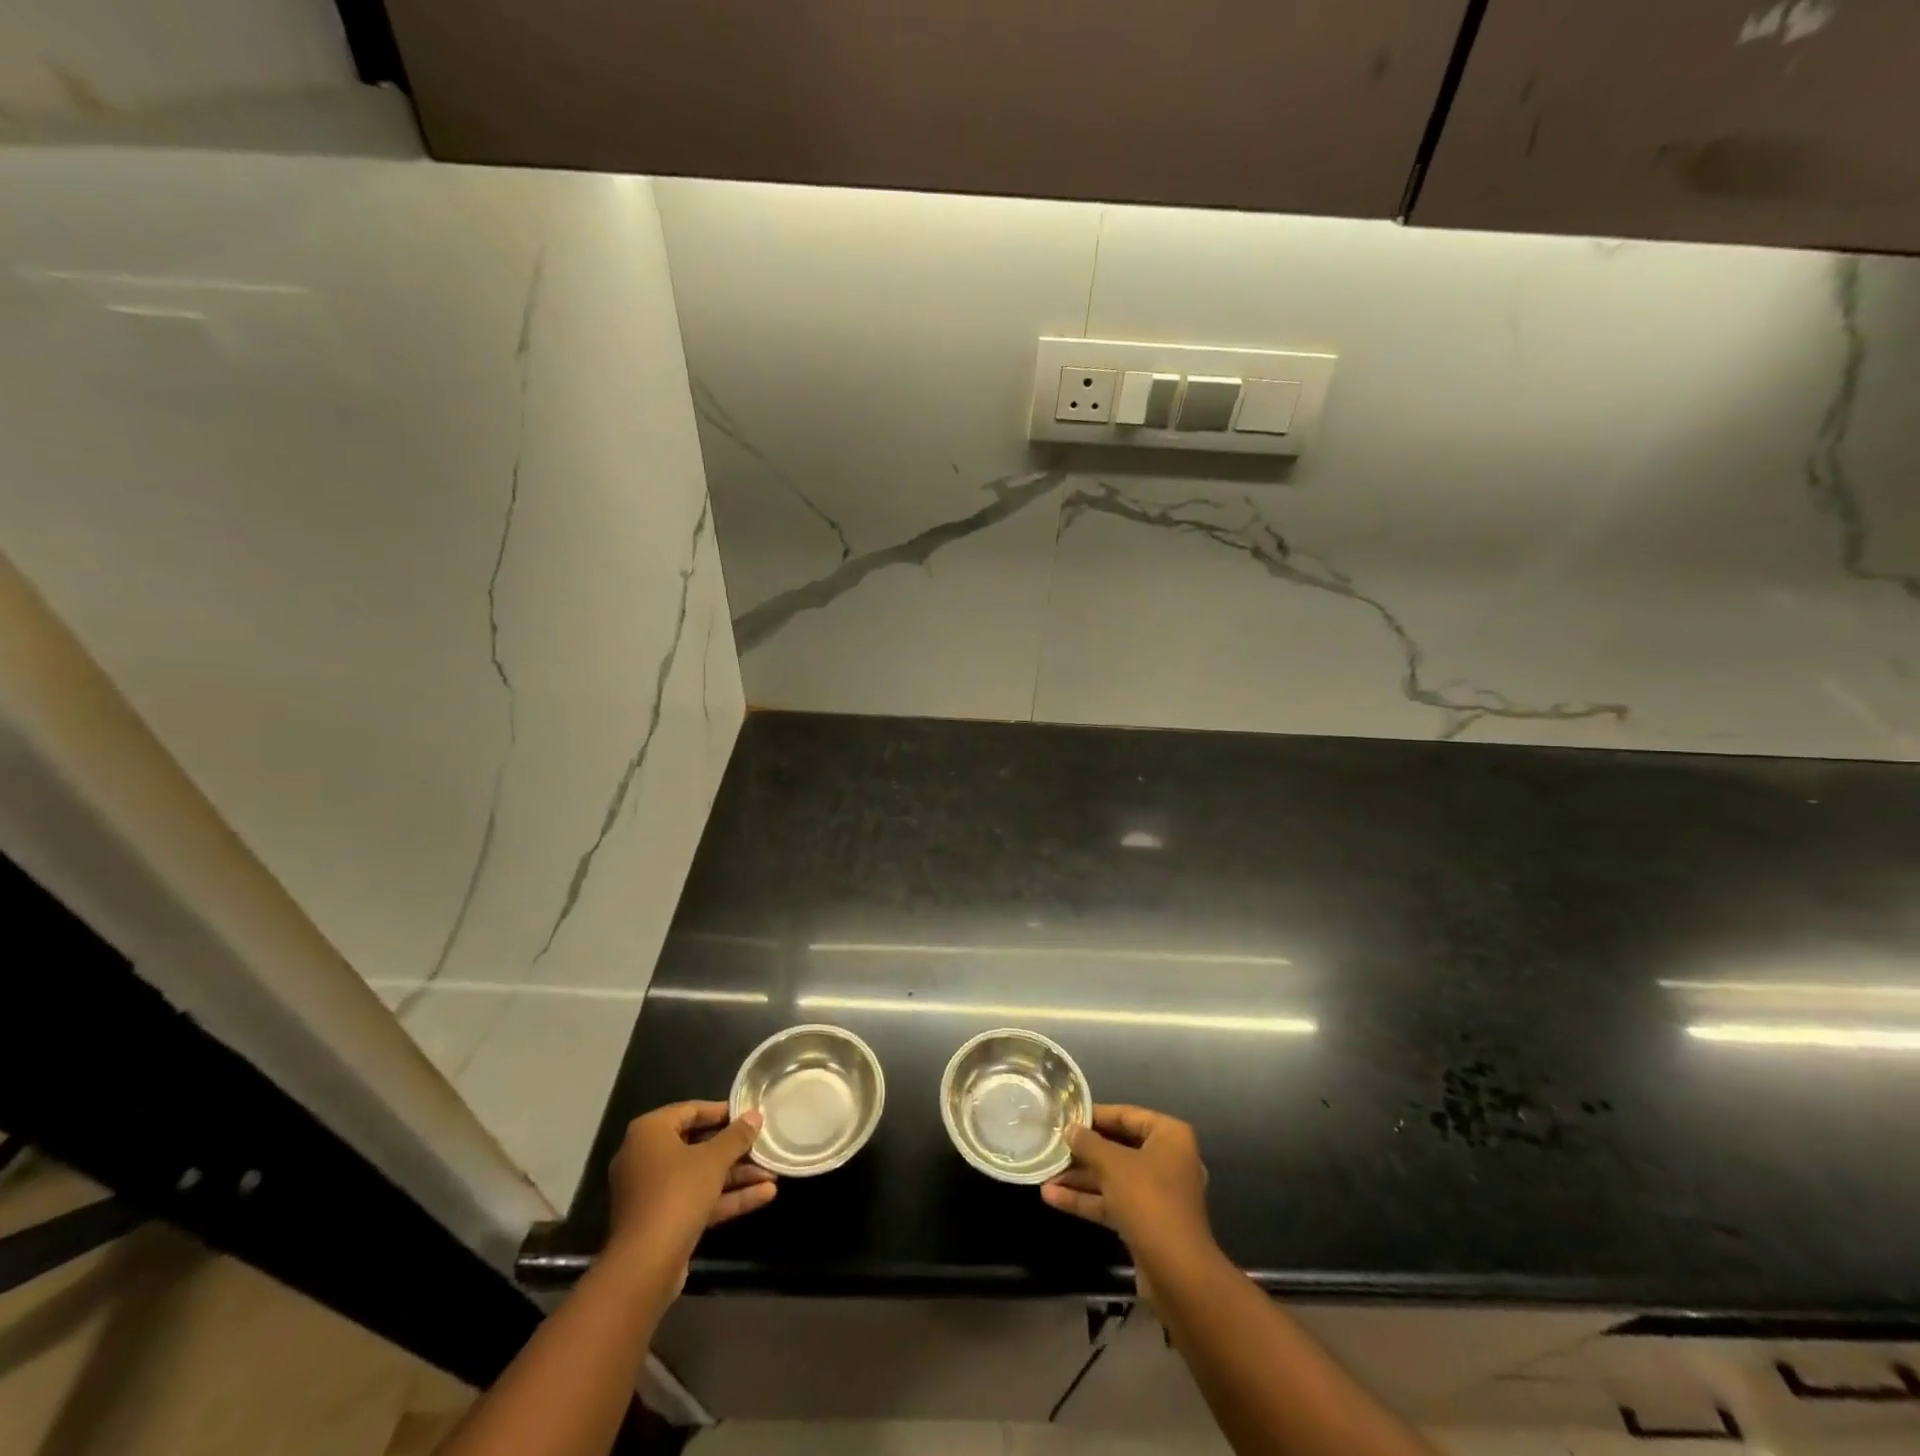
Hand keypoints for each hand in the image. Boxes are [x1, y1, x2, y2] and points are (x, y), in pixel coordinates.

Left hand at [606, 1102, 776, 1275]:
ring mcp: (653, 1192)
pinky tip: (764, 1195)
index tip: (750, 1115)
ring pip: (701, 1175)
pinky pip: (698, 1199)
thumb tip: (756, 1116)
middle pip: (698, 1144)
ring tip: (773, 1172)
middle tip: (763, 1144)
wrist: (644, 1267)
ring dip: (736, 1175)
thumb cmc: (676, 1194)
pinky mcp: (663, 1220)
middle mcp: (646, 1157)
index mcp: (650, 1133)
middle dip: (735, 1149)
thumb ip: (737, 1136)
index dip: (723, 1112)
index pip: (691, 1110)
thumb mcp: (713, 1159)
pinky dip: (727, 1197)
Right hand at [1042, 1105, 1211, 1264]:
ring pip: (1113, 1178)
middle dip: (1084, 1151)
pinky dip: (1087, 1200)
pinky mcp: (1146, 1223)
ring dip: (1080, 1177)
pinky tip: (1052, 1197)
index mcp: (1169, 1136)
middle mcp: (1167, 1160)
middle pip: (1118, 1147)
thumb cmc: (1148, 1201)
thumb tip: (1070, 1129)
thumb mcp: (1112, 1164)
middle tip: (1053, 1145)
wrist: (1177, 1274)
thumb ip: (1088, 1143)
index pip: (1126, 1115)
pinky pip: (1114, 1202)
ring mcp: (1158, 1194)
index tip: (1066, 1116)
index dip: (1094, 1115)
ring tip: (1045, 1173)